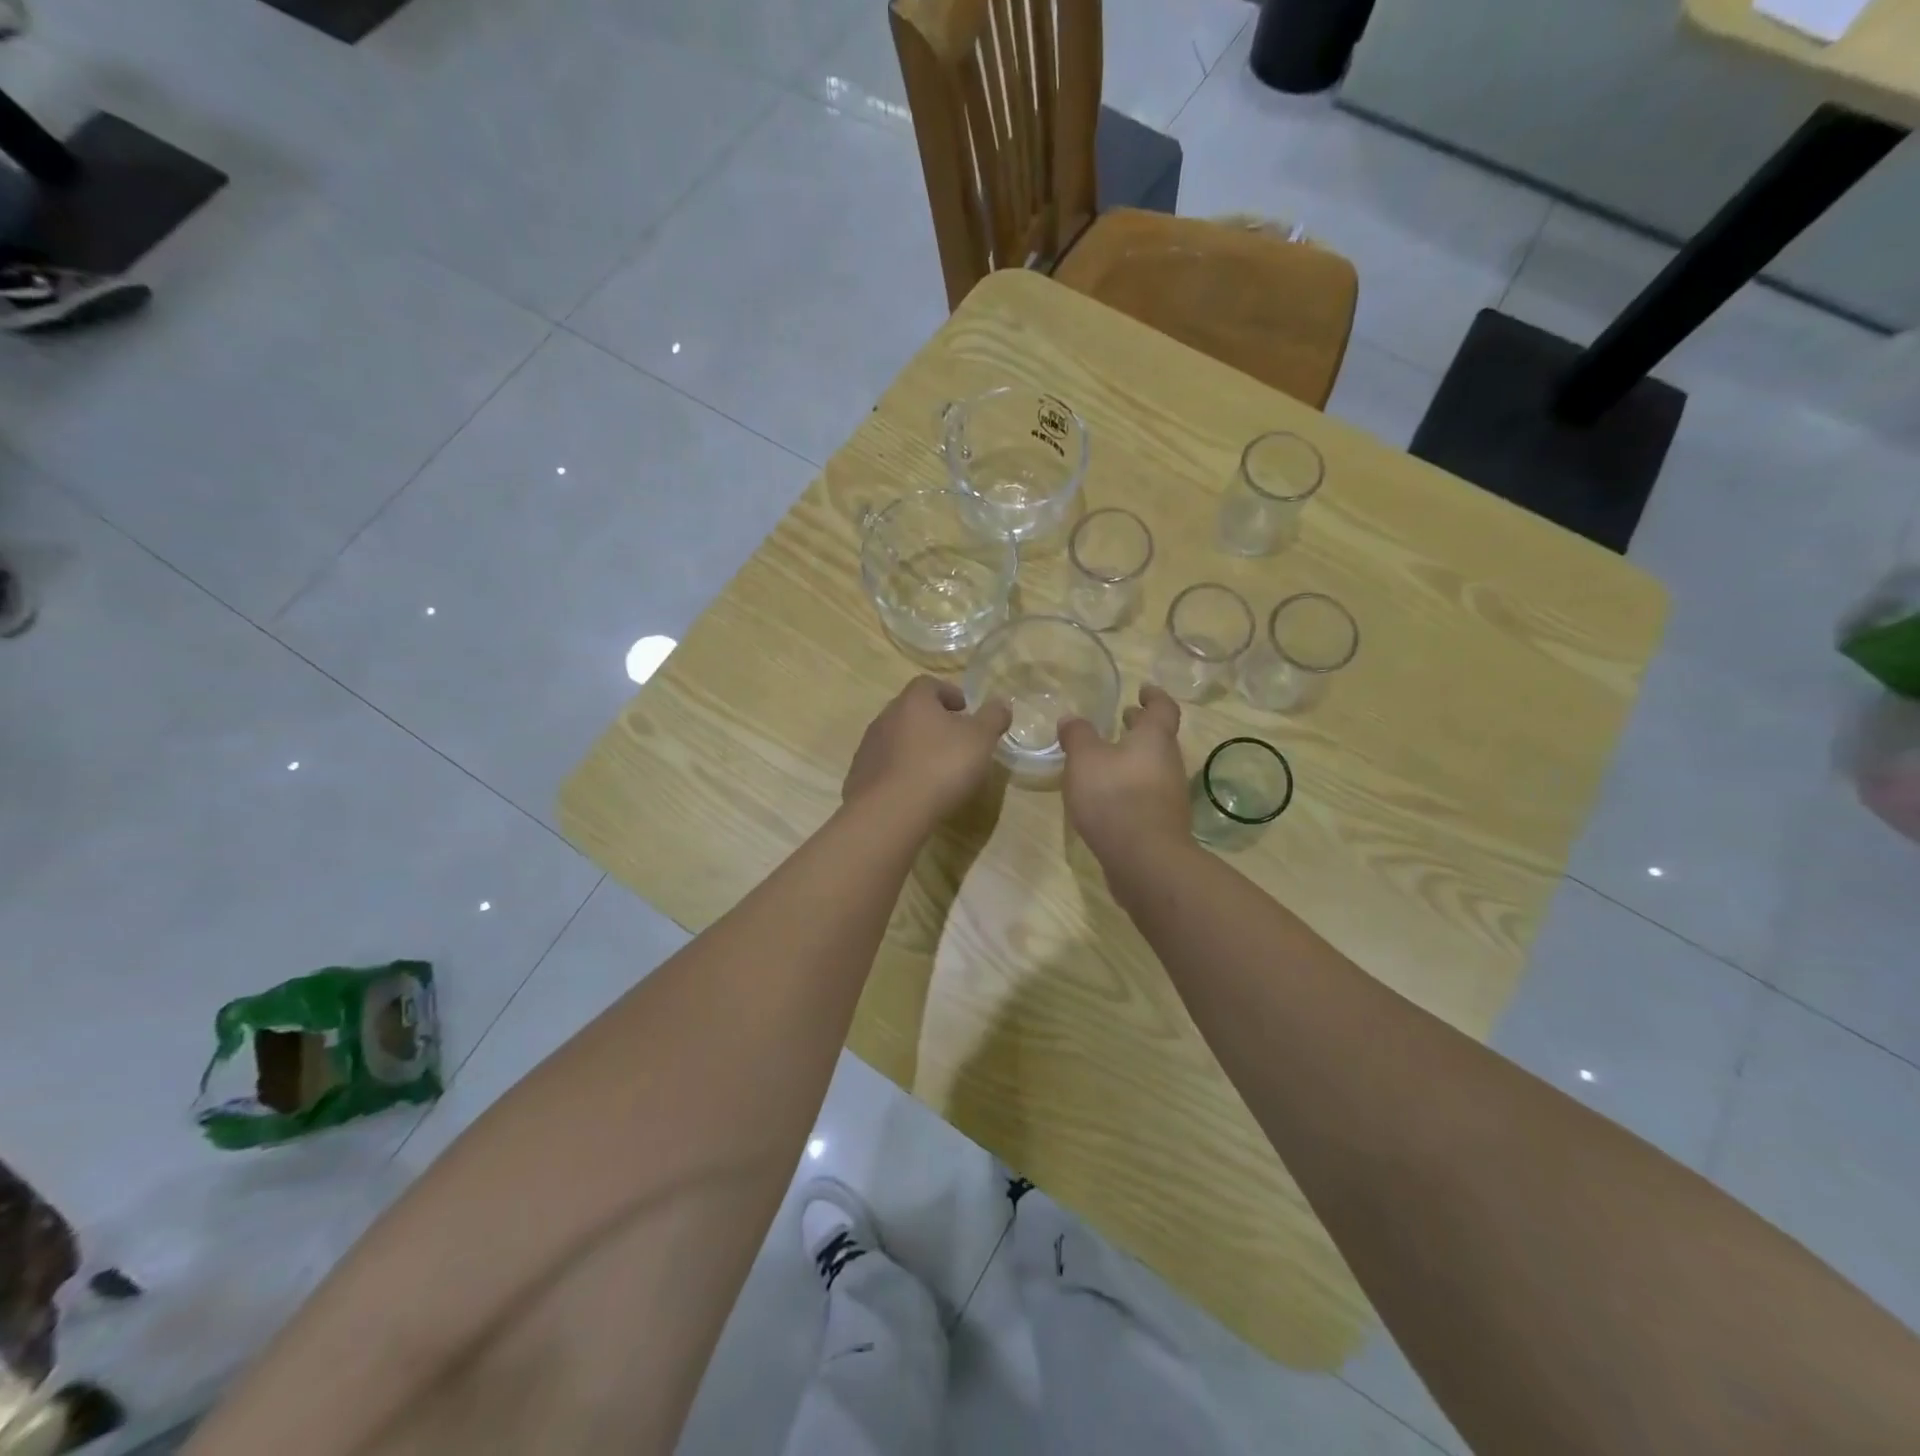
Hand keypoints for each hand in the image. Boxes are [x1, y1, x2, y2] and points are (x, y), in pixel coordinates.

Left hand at [843, 676, 1012, 831]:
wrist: (890, 812)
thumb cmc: (940, 767)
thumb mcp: (980, 740)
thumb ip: (993, 718)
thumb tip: (1001, 702)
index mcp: (913, 701)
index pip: (929, 684)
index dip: (949, 693)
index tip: (965, 710)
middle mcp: (885, 717)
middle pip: (910, 711)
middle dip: (932, 721)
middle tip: (954, 739)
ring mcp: (868, 748)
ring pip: (896, 739)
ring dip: (915, 747)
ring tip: (936, 768)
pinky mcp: (859, 777)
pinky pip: (885, 766)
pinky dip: (900, 771)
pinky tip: (915, 791)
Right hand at [1058, 685, 1189, 865]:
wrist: (1144, 858)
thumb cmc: (1114, 796)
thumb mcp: (1084, 758)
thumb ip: (1077, 735)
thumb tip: (1071, 719)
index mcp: (1154, 739)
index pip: (1163, 708)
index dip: (1154, 696)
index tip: (1143, 689)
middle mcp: (1169, 763)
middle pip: (1159, 738)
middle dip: (1140, 727)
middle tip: (1123, 719)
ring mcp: (1169, 795)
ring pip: (1152, 767)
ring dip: (1134, 758)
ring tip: (1107, 759)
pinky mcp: (1162, 823)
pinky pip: (1147, 793)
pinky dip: (1131, 785)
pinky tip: (1108, 795)